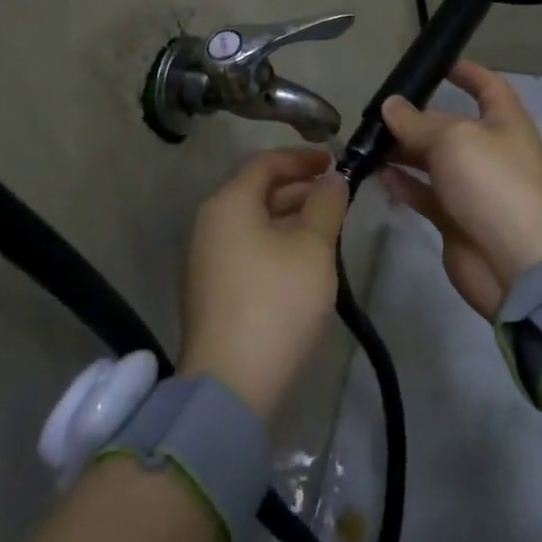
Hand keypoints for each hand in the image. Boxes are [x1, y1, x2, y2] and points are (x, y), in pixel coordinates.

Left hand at [179, 147, 348, 419]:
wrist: (231, 384)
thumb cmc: (276, 302)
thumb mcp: (312, 247)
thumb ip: (325, 205)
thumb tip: (331, 180)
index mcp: (228, 203)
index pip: (265, 162)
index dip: (301, 158)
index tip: (334, 160)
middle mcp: (209, 223)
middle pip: (256, 190)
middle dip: (298, 187)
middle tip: (335, 194)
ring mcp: (206, 258)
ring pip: (252, 221)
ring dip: (288, 216)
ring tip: (326, 226)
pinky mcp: (212, 289)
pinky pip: (246, 247)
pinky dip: (275, 240)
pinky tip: (302, 259)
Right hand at [379, 60, 541, 318]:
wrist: (515, 265)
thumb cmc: (492, 184)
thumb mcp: (453, 140)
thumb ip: (417, 123)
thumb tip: (390, 106)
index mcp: (505, 123)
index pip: (488, 86)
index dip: (465, 71)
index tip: (435, 63)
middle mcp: (490, 150)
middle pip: (449, 125)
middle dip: (416, 118)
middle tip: (376, 114)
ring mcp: (472, 187)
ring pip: (432, 160)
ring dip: (403, 150)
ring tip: (368, 143)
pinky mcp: (455, 218)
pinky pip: (425, 193)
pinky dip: (403, 183)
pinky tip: (378, 174)